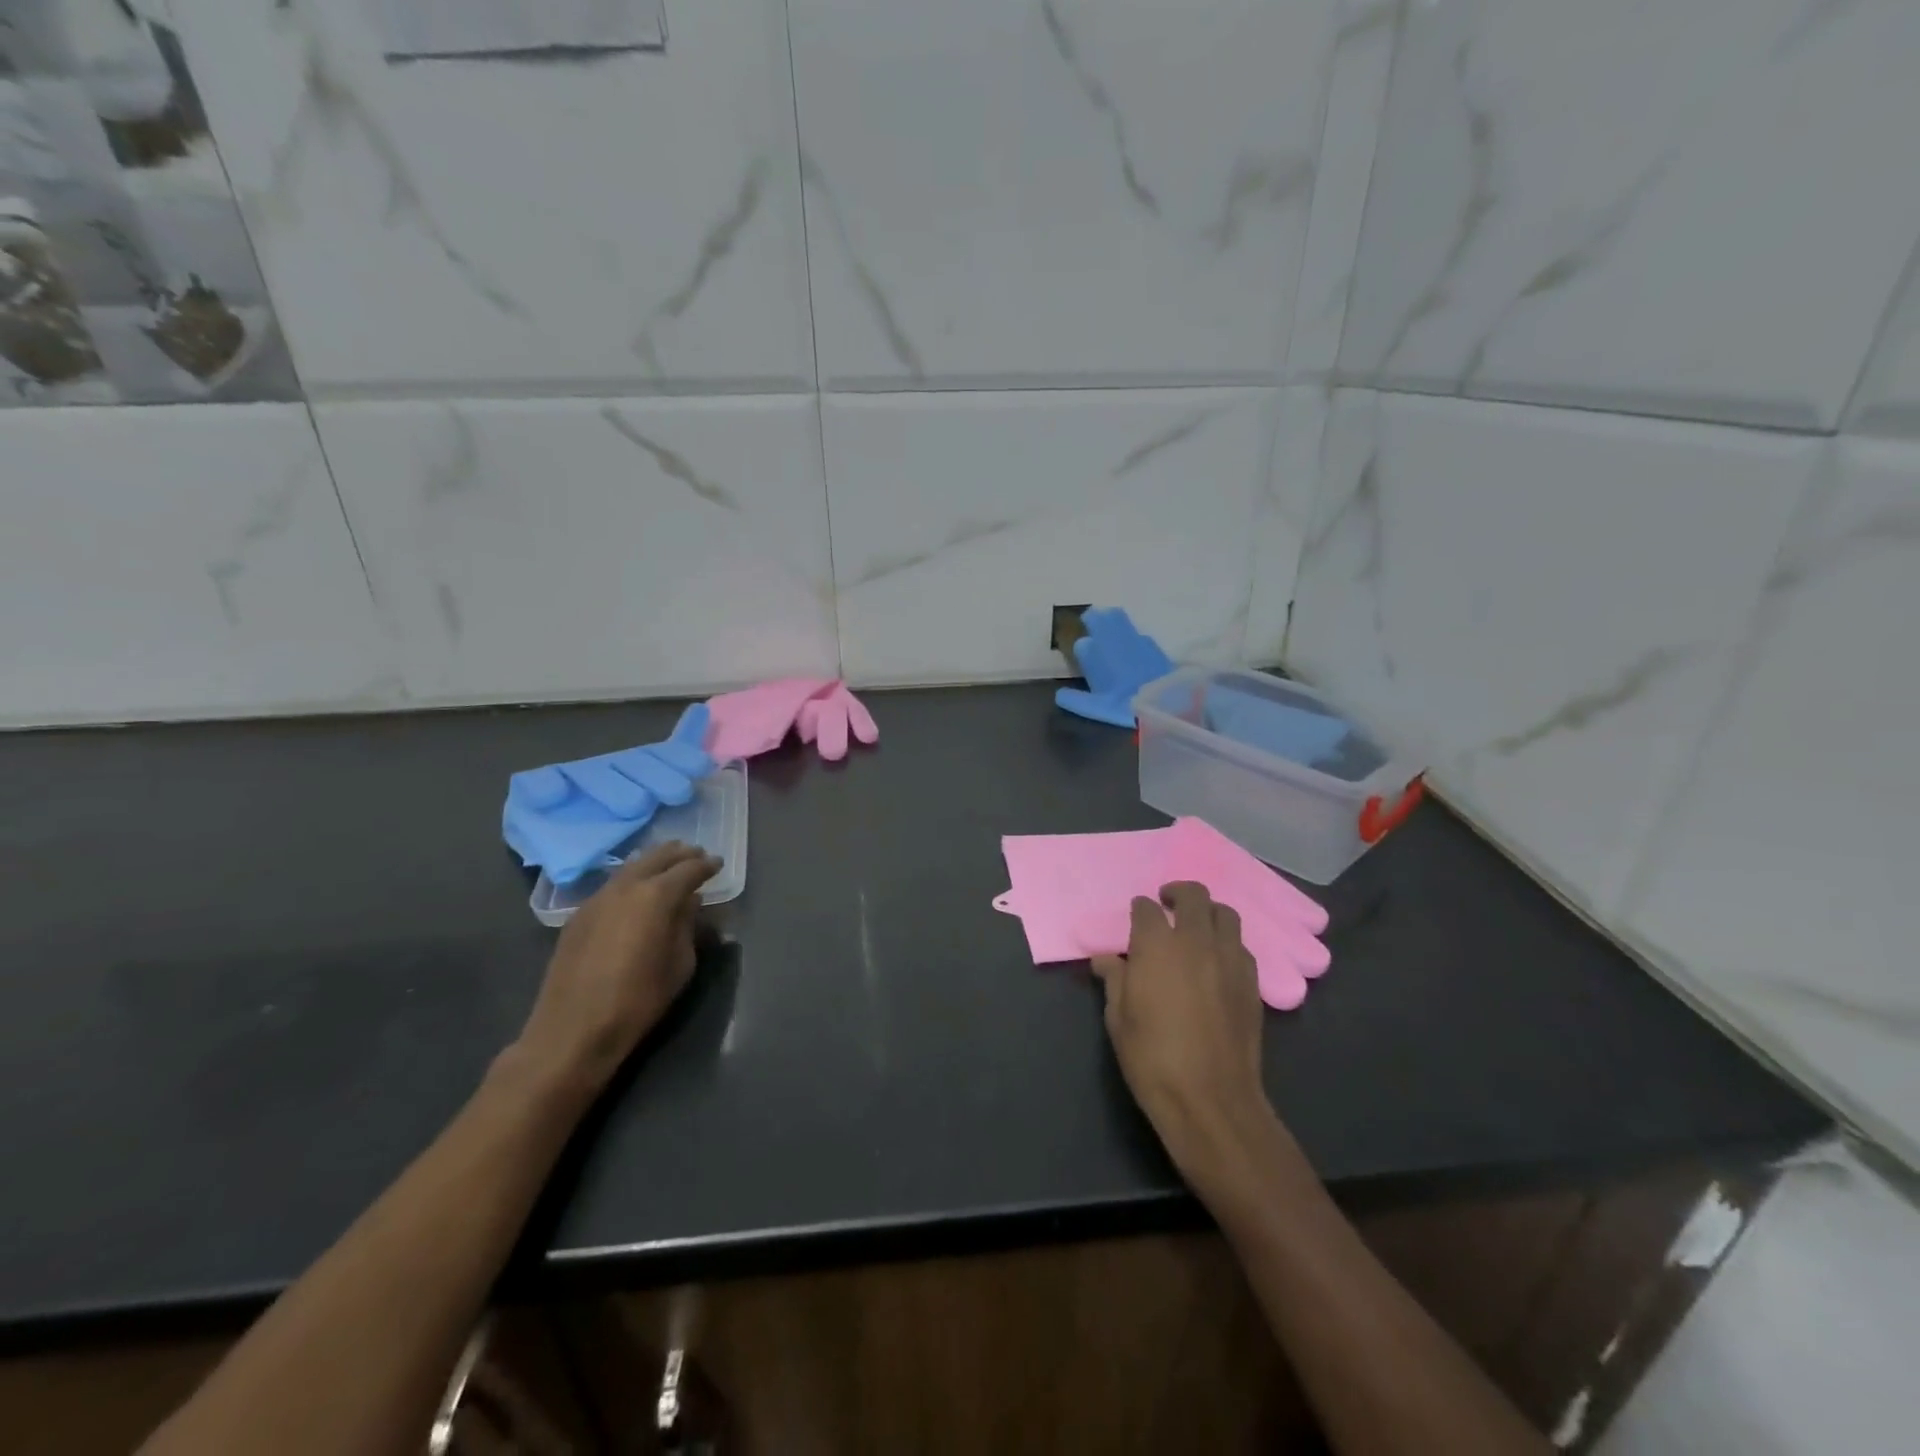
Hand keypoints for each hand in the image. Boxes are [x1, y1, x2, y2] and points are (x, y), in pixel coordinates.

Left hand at [509, 843, 720, 1096]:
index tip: (718, 864)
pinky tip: (637, 891)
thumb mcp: (680, 965)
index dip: (706, 865)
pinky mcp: (578, 915)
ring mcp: (597, 898)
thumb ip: (686, 926)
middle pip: (656, 858)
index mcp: (656, 896)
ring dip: (653, 863)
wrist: (573, 1030)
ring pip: (630, 867)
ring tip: (668, 865)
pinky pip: (612, 885)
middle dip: (679, 854)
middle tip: (696, 855)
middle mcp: (625, 887)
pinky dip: (631, 879)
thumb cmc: (638, 1000)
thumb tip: (689, 903)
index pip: (688, 869)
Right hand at [1092, 882, 1273, 1184]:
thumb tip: (1105, 959)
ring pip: (1225, 914)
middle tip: (1167, 904)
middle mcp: (1195, 941)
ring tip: (1196, 927)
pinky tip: (1216, 961)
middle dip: (1177, 893)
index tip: (1135, 917)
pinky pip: (1241, 946)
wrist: (1210, 1099)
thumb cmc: (1152, 1058)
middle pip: (1193, 896)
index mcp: (1156, 946)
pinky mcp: (1252, 982)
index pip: (1146, 909)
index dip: (1139, 909)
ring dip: (1208, 913)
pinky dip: (1227, 942)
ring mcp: (1229, 959)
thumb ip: (1114, 980)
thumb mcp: (1118, 1019)